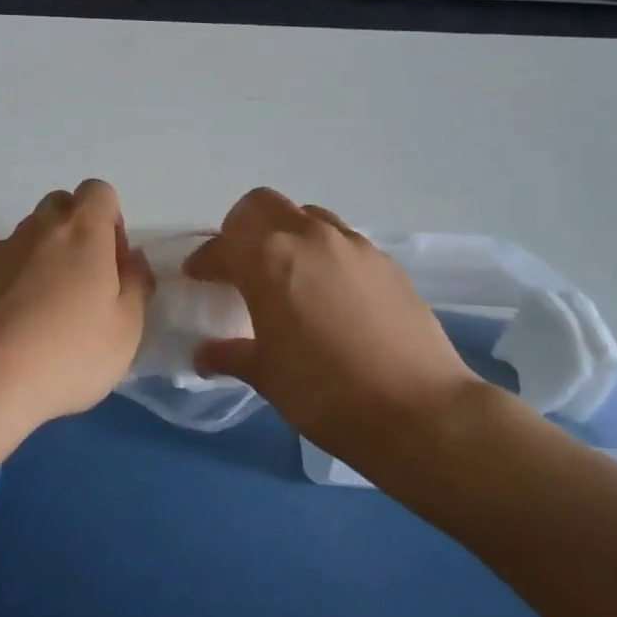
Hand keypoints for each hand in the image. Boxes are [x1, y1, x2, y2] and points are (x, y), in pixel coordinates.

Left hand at [0, 180, 152, 439]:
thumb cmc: (67, 354)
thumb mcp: (126, 329)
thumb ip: (135, 285)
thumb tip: (131, 260)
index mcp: (81, 231)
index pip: (98, 192)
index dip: (111, 220)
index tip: (114, 263)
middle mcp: (36, 230)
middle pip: (59, 207)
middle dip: (76, 233)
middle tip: (85, 286)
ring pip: (27, 239)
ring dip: (43, 261)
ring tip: (48, 317)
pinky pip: (0, 270)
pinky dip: (12, 287)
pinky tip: (15, 333)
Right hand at [184, 189, 485, 459]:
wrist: (418, 411)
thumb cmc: (324, 393)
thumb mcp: (266, 375)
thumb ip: (232, 354)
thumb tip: (205, 355)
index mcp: (268, 259)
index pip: (223, 245)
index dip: (205, 260)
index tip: (198, 276)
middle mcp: (309, 238)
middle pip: (263, 205)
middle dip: (243, 228)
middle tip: (239, 262)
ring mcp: (353, 246)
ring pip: (307, 217)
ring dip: (287, 235)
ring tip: (286, 275)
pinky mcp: (386, 263)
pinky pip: (343, 242)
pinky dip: (324, 255)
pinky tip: (329, 294)